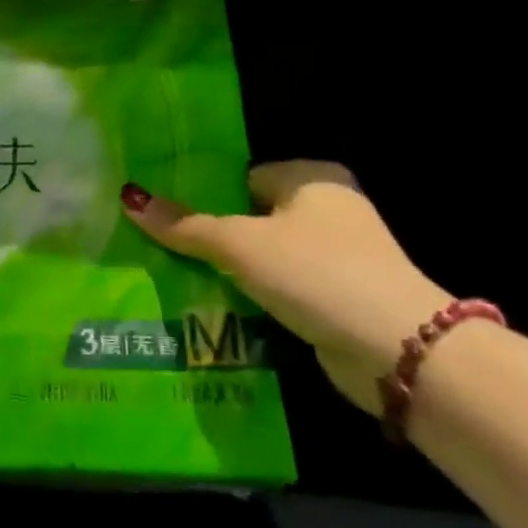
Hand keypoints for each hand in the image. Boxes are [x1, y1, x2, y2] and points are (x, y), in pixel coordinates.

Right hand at [121, 162, 448, 413]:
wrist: (397, 350)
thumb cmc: (314, 272)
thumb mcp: (238, 244)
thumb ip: (184, 225)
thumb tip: (129, 198)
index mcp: (312, 179)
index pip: (242, 176)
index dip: (203, 195)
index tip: (165, 214)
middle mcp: (329, 209)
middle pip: (249, 216)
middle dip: (211, 235)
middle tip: (163, 245)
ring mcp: (337, 256)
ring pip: (263, 255)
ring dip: (230, 269)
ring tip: (176, 275)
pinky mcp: (337, 296)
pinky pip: (279, 286)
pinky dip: (253, 295)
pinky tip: (215, 304)